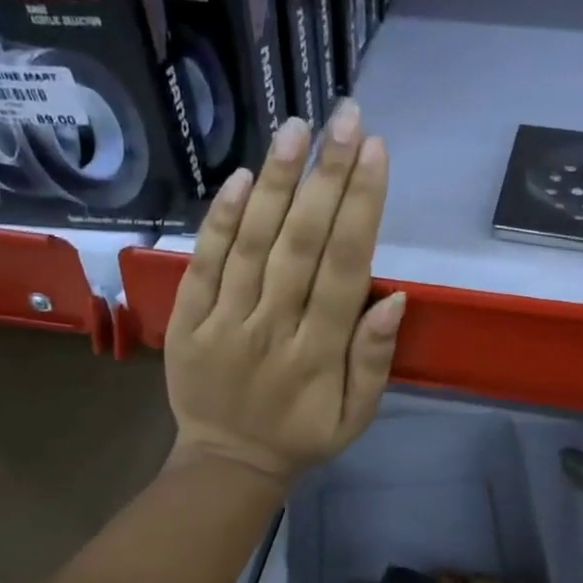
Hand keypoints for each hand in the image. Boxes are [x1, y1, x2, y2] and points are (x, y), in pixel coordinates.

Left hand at [165, 101, 402, 482]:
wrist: (226, 465)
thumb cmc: (302, 437)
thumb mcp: (357, 417)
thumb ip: (374, 360)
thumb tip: (395, 297)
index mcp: (319, 354)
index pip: (345, 269)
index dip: (361, 207)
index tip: (375, 151)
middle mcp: (273, 329)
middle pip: (302, 244)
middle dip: (326, 175)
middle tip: (345, 117)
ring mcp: (224, 322)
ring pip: (252, 244)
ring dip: (277, 183)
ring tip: (297, 128)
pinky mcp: (187, 321)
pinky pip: (203, 265)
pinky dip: (220, 220)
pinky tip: (243, 177)